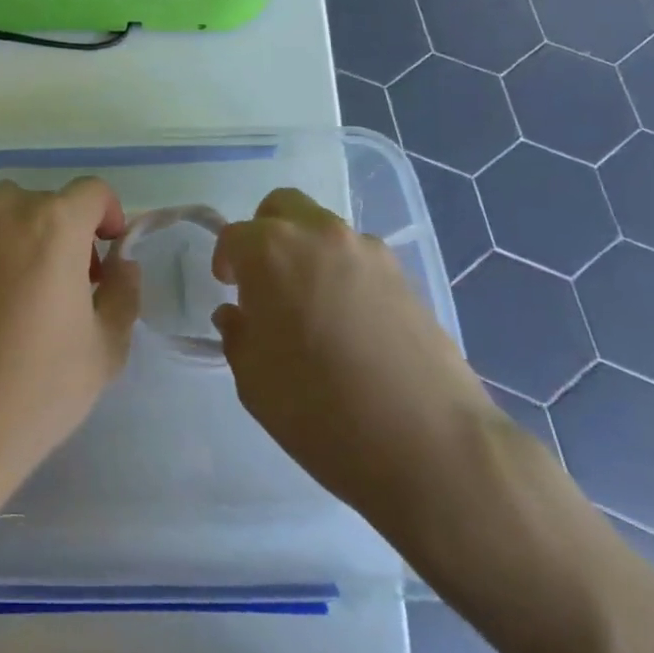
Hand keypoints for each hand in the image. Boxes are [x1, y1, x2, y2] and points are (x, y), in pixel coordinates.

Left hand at [0, 178, 141, 494]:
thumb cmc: (39, 385)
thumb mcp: (106, 347)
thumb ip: (124, 292)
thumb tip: (121, 263)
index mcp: (55, 225)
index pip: (92, 191)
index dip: (108, 215)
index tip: (107, 254)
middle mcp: (5, 210)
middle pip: (47, 202)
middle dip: (66, 232)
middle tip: (68, 283)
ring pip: (5, 211)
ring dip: (24, 233)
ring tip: (23, 285)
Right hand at [212, 189, 494, 527]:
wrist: (428, 444)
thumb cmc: (319, 410)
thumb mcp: (253, 380)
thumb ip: (237, 335)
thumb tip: (238, 315)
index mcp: (271, 252)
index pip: (234, 235)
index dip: (225, 261)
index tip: (228, 290)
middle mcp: (319, 236)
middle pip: (281, 208)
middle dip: (264, 234)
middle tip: (263, 280)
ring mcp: (368, 252)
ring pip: (323, 229)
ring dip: (306, 251)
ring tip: (310, 305)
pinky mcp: (405, 276)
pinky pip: (358, 257)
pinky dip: (342, 271)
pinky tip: (348, 321)